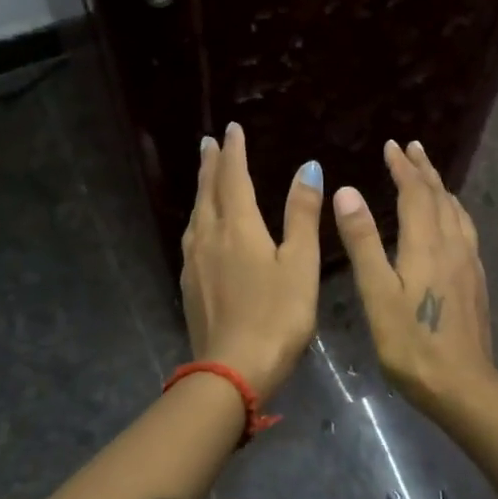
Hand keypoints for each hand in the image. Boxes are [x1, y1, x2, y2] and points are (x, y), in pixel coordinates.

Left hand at [180, 123, 321, 398]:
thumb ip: (302, 214)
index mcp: (238, 226)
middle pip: (208, 191)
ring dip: (201, 190)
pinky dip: (198, 219)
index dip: (234, 152)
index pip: (234, 178)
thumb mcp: (300, 263)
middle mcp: (209, 236)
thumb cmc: (277, 315)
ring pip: (196, 214)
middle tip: (208, 142)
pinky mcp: (189, 285)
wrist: (233, 369)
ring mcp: (194, 262)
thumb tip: (308, 167)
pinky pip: (191, 238)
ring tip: (205, 177)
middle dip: (210, 164)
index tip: (231, 129)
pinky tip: (200, 229)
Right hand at [332, 140, 497, 413]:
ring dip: (440, 188)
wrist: (463, 385)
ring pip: (456, 212)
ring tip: (430, 176)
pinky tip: (450, 222)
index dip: (403, 167)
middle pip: (440, 196)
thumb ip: (363, 241)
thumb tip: (348, 191)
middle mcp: (453, 245)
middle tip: (412, 147)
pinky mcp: (476, 280)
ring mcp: (469, 263)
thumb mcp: (377, 293)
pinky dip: (452, 211)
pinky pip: (464, 229)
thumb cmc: (411, 342)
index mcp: (427, 244)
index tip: (391, 145)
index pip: (416, 193)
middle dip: (424, 169)